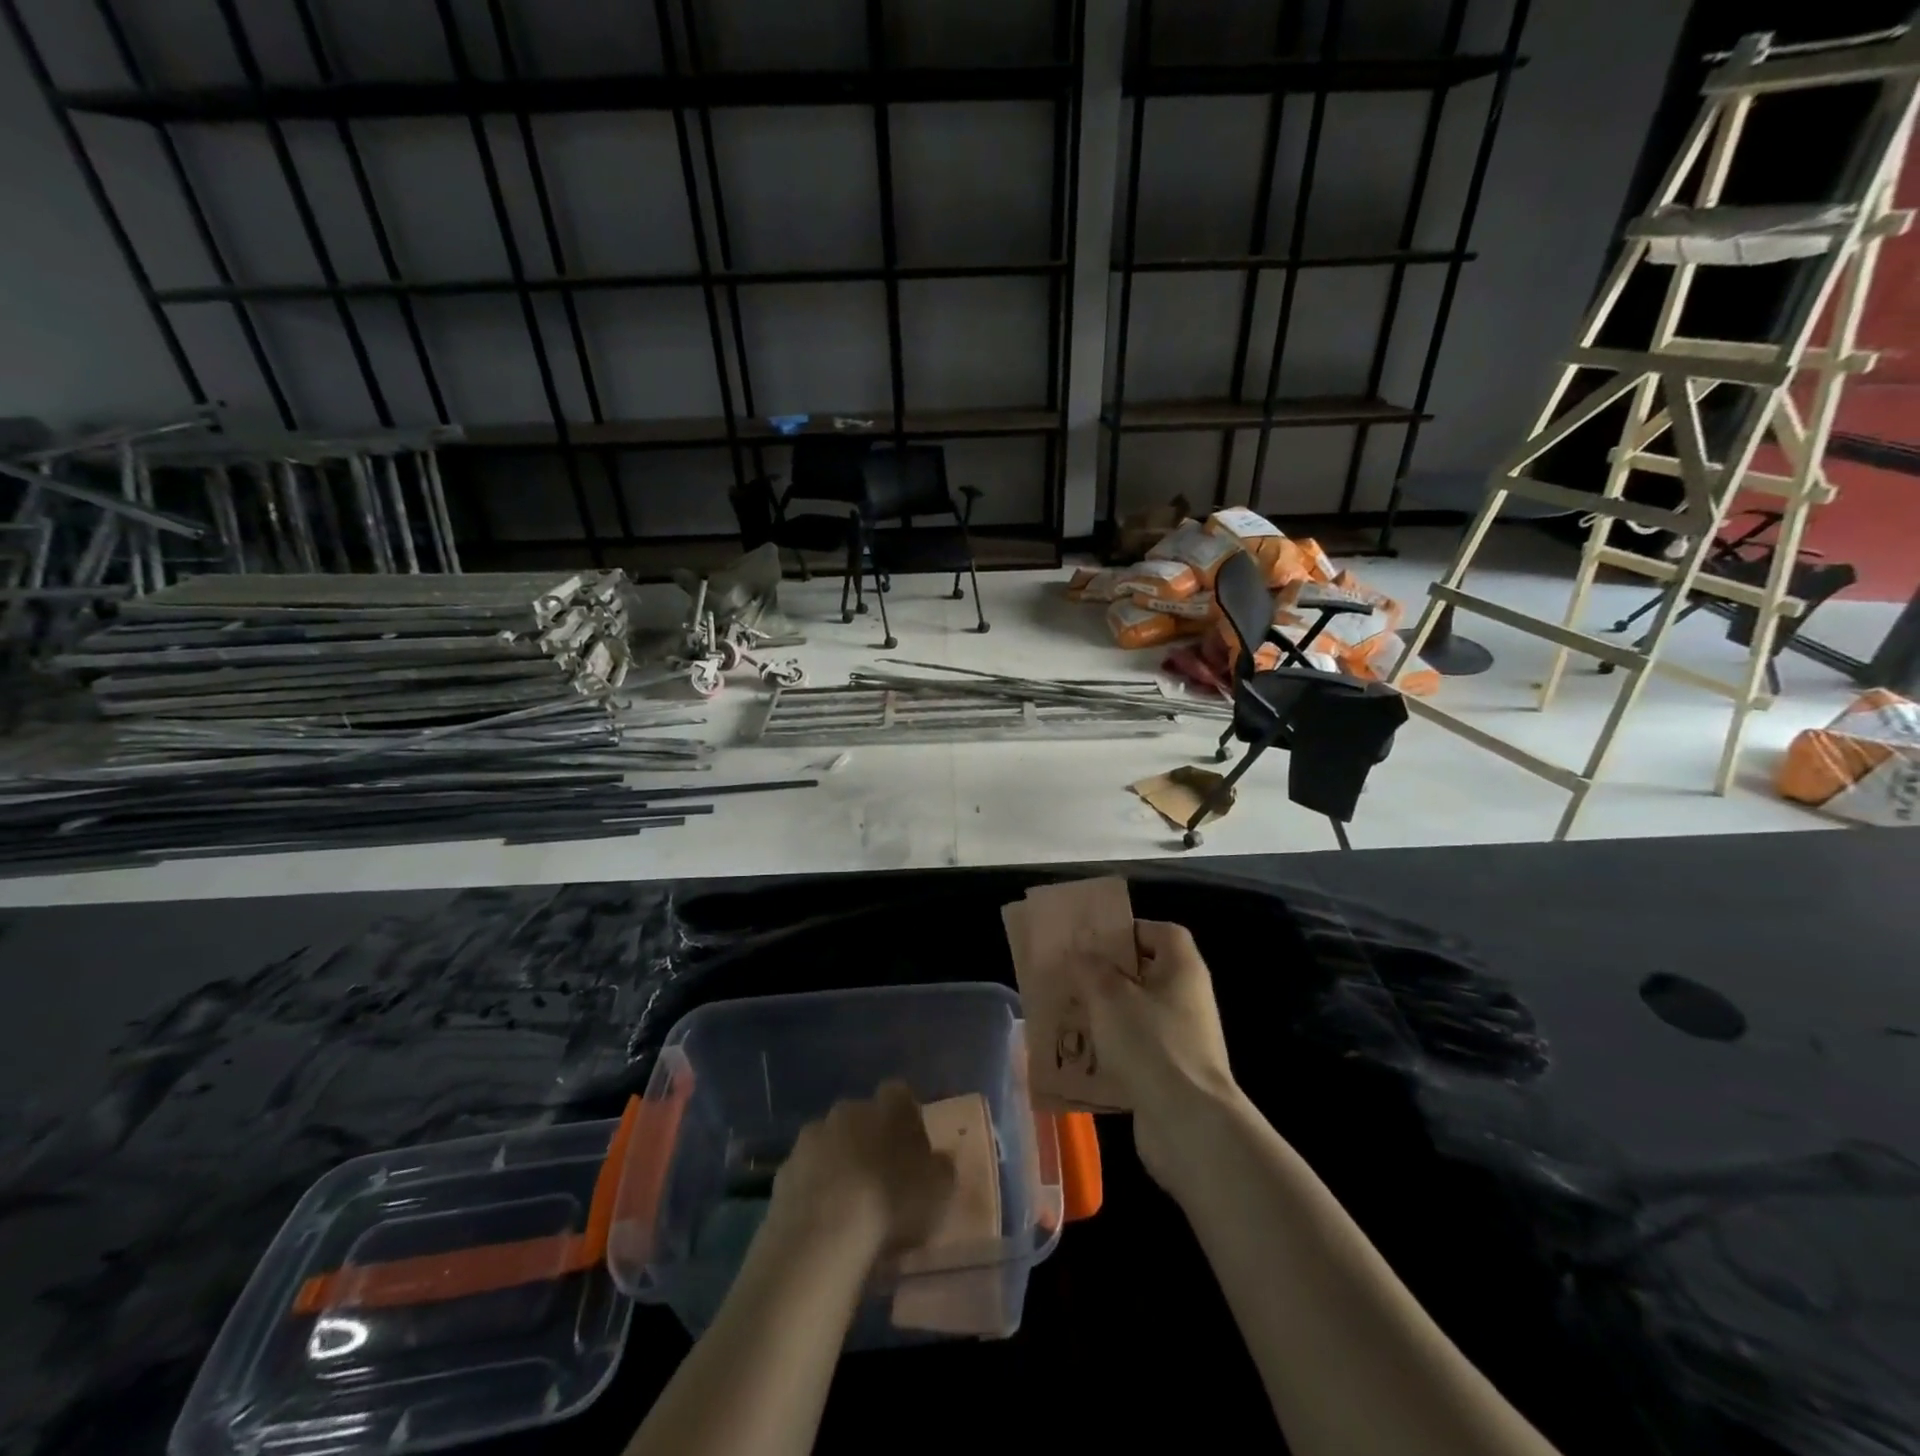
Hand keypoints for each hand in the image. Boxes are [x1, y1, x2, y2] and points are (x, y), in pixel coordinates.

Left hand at [768, 1081, 956, 1258]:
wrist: (822, 1238)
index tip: (913, 1147)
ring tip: (850, 1206)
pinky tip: (823, 1223)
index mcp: (888, 1106)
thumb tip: (938, 1161)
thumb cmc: (892, 1204)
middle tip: (881, 1177)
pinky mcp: (783, 1172)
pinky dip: (814, 1190)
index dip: (907, 1117)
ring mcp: (810, 1139)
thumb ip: (941, 1169)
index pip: (900, 1094)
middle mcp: (848, 1110)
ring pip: (830, 1144)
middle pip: (861, 1117)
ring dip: (839, 1164)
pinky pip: (806, 1175)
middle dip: (870, 1139)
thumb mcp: (939, 1190)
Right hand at [1075, 920, 1241, 1190]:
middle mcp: (1187, 998)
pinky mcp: (1170, 1074)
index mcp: (1182, 968)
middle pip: (1144, 973)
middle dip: (1106, 975)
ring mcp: (1181, 1039)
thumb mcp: (1109, 996)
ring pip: (1135, 1014)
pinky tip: (1078, 1055)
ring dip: (1103, 1014)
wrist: (1188, 1124)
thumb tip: (1080, 955)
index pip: (1162, 932)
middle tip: (1070, 976)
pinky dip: (1109, 1050)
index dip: (1129, 930)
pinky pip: (1134, 1050)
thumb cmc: (1151, 1043)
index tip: (1094, 940)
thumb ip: (1090, 968)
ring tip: (1066, 1013)